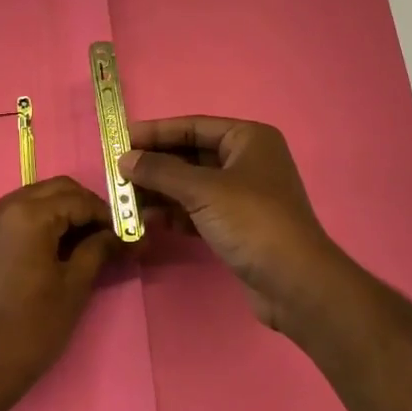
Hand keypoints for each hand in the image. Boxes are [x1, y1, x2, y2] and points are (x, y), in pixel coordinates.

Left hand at [0, 177, 120, 392]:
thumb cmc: (33, 326)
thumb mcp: (74, 286)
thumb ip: (98, 249)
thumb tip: (118, 235)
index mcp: (29, 214)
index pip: (77, 199)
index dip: (104, 213)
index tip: (120, 231)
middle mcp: (0, 208)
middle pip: (50, 190)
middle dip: (79, 206)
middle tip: (99, 232)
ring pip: (26, 201)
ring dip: (52, 213)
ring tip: (70, 244)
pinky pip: (4, 221)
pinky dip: (26, 227)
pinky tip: (36, 255)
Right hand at [120, 117, 359, 334]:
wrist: (295, 283)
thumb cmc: (252, 221)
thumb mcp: (203, 190)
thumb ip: (161, 171)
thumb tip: (125, 159)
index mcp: (248, 139)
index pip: (192, 127)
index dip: (156, 132)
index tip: (121, 138)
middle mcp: (247, 161)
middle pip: (190, 155)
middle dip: (155, 165)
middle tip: (117, 172)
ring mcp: (243, 195)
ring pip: (192, 185)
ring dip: (160, 191)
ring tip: (124, 198)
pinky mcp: (237, 225)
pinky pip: (197, 210)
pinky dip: (174, 213)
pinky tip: (147, 219)